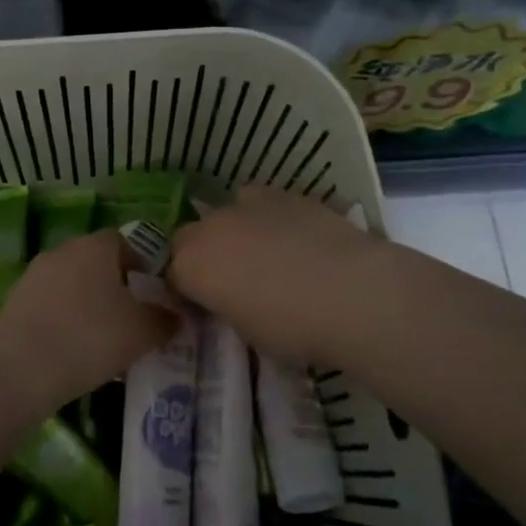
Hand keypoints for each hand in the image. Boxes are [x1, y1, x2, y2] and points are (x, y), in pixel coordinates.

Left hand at [0, 231, 177, 413]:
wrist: (19, 370)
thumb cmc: (90, 339)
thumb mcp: (142, 332)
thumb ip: (164, 319)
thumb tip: (175, 314)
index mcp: (95, 246)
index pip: (125, 241)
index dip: (142, 263)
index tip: (153, 292)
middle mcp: (63, 250)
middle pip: (96, 260)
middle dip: (115, 283)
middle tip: (131, 315)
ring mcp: (35, 274)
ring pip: (72, 282)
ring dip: (88, 301)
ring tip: (103, 336)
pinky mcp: (15, 301)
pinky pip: (51, 303)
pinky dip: (64, 317)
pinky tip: (73, 347)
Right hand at [167, 186, 381, 367]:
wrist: (353, 292)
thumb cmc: (293, 328)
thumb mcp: (245, 331)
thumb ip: (225, 306)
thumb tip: (229, 298)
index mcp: (190, 266)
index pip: (172, 277)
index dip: (187, 292)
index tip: (205, 307)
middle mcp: (209, 228)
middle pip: (190, 238)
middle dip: (203, 256)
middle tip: (230, 281)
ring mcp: (245, 204)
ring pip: (226, 214)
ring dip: (234, 232)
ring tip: (264, 256)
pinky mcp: (283, 193)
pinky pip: (261, 204)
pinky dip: (268, 219)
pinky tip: (293, 239)